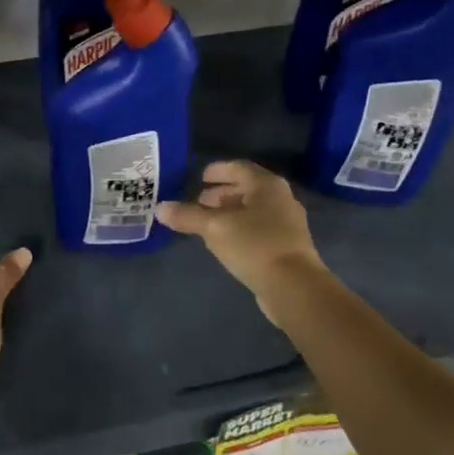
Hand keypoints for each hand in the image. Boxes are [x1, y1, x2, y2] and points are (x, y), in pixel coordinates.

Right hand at [155, 160, 325, 313]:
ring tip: (209, 221)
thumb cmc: (254, 245)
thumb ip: (187, 216)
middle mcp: (281, 198)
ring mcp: (288, 223)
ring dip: (231, 212)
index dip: (218, 170)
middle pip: (248, 188)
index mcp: (266, 185)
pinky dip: (241, 227)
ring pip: (254, 209)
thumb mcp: (214, 228)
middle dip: (222, 193)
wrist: (293, 286)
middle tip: (200, 201)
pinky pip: (260, 228)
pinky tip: (227, 241)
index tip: (200, 177)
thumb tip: (160, 208)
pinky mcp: (288, 246)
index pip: (239, 168)